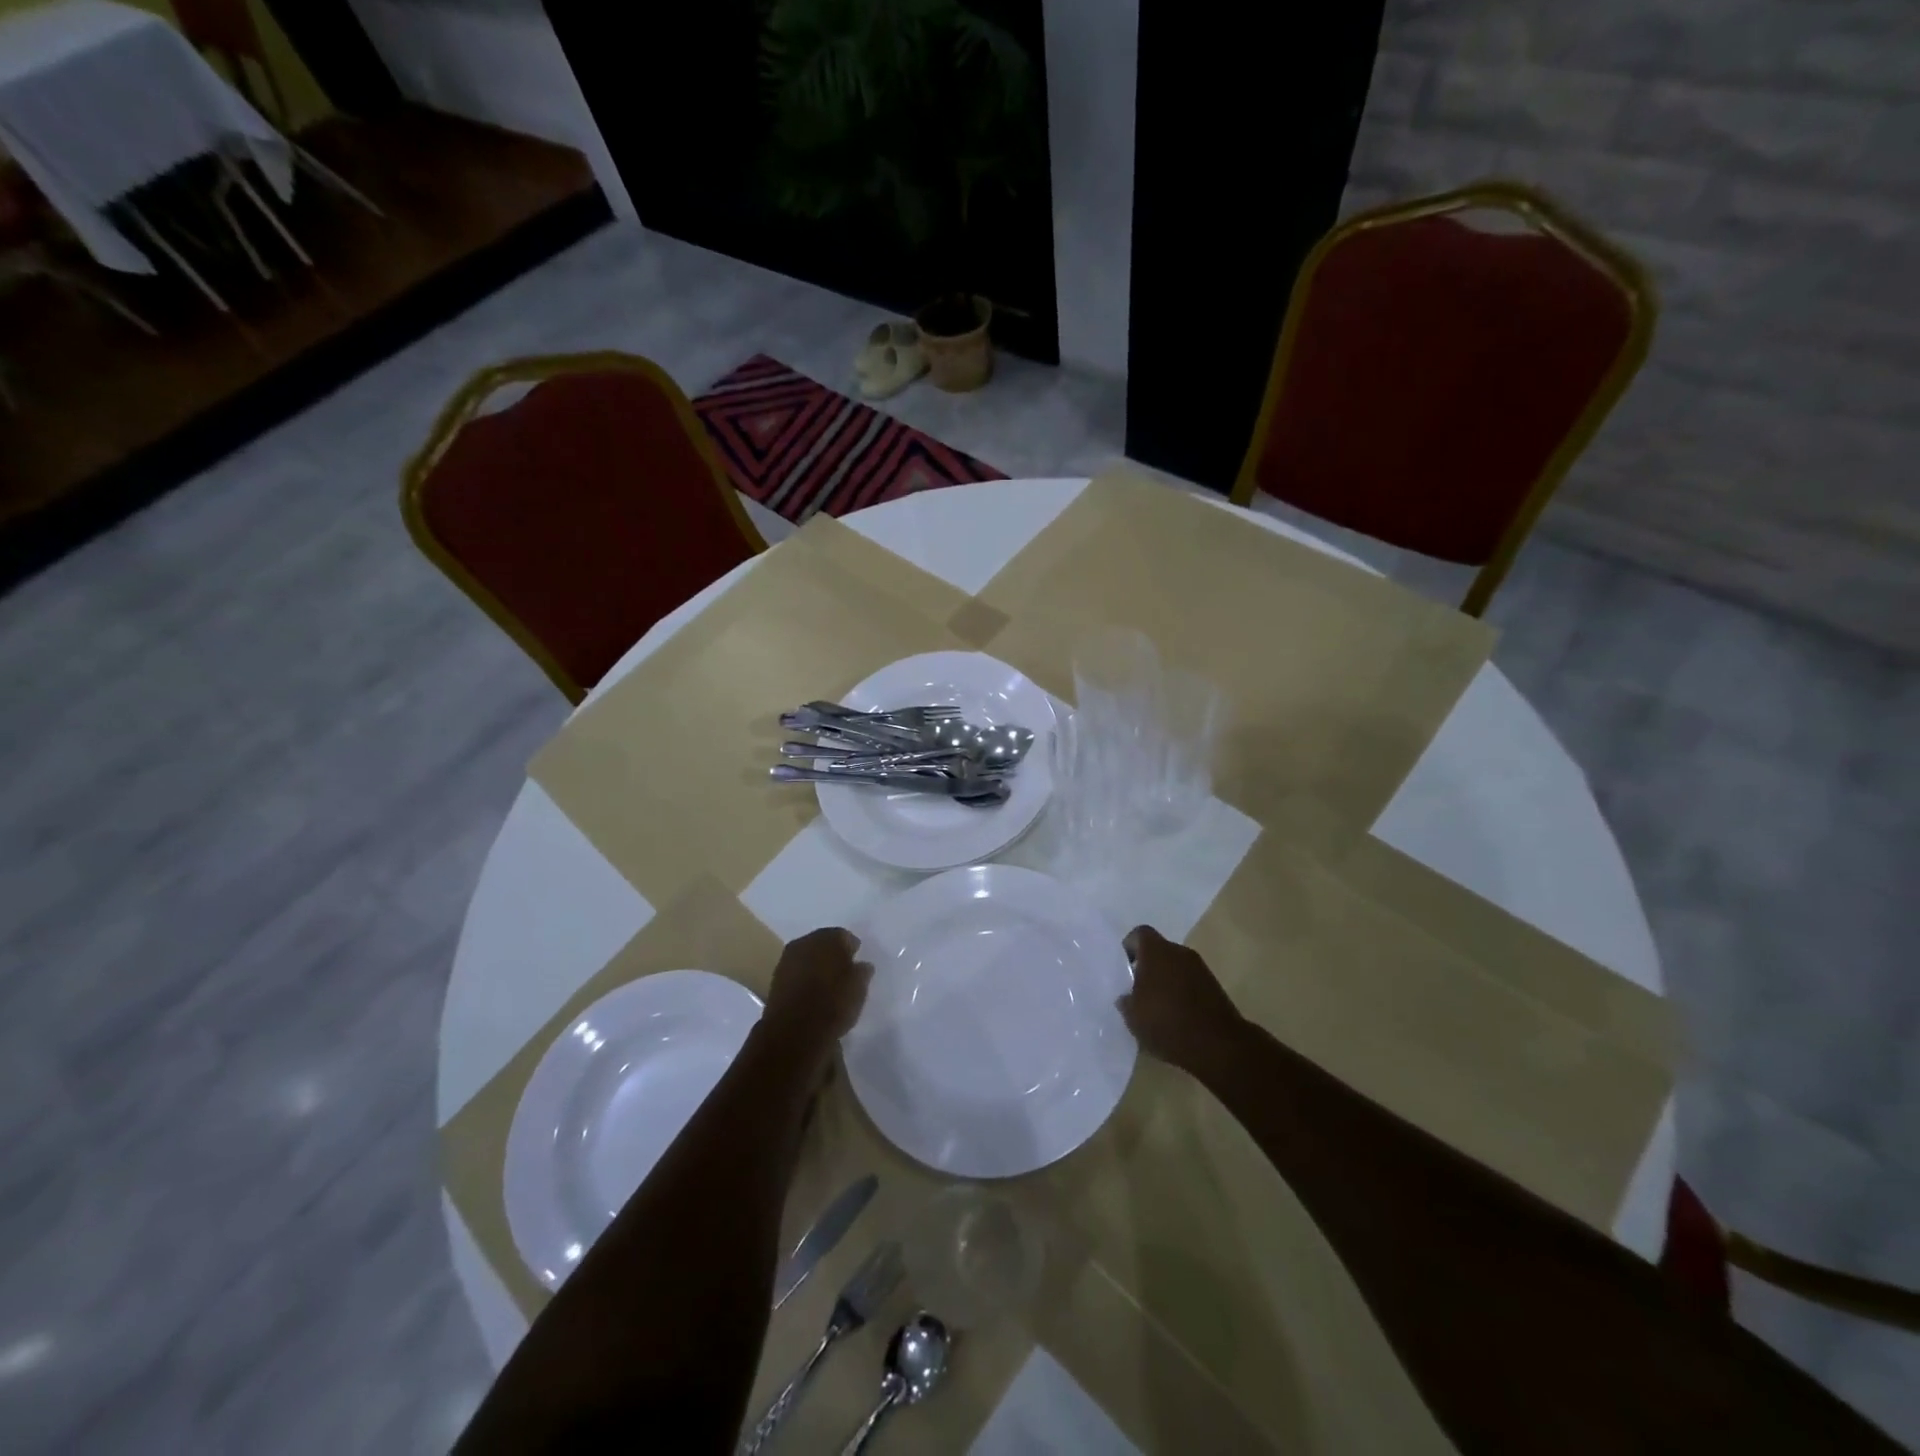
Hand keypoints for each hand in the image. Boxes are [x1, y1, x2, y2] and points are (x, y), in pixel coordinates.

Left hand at [764, 927, 872, 1050]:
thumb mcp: (859, 988)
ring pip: (808, 958)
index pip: (844, 936)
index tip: (858, 962)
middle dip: (833, 955)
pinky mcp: (775, 979)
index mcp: (828, 938)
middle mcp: (805, 942)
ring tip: (828, 984)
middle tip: (843, 972)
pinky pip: (796, 973)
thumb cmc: (833, 1004)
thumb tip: (862, 965)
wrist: (794, 1032)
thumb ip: (862, 972)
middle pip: (823, 944)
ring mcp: (787, 960)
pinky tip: (812, 993)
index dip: (852, 949)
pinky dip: (804, 979)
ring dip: (817, 966)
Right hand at [1118, 925, 1245, 1071]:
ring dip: (1166, 981)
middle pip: (1159, 950)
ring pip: (1176, 967)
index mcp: (1156, 951)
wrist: (1218, 1045)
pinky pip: (1190, 982)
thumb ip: (1126, 1001)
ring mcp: (1201, 969)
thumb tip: (1126, 997)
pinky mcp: (1215, 987)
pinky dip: (1181, 993)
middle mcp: (1180, 952)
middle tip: (1137, 990)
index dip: (1129, 947)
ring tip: (1156, 1007)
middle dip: (1148, 967)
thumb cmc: (1167, 1022)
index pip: (1139, 934)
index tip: (1124, 967)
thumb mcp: (1133, 1017)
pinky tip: (1175, 1016)